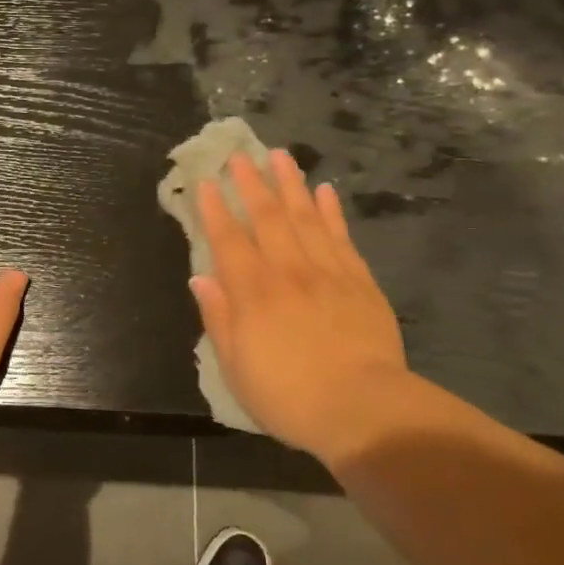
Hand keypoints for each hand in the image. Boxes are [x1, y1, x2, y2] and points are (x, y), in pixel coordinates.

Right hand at [190, 148, 410, 460]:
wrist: (363, 410)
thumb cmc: (288, 396)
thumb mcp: (236, 367)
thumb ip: (218, 318)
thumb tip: (200, 277)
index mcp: (252, 292)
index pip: (228, 239)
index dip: (214, 209)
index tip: (206, 181)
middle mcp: (287, 271)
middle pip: (267, 217)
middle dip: (250, 183)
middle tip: (239, 155)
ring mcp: (327, 272)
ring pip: (305, 217)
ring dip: (290, 184)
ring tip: (280, 156)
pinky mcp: (359, 281)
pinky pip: (341, 237)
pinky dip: (332, 211)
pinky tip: (325, 191)